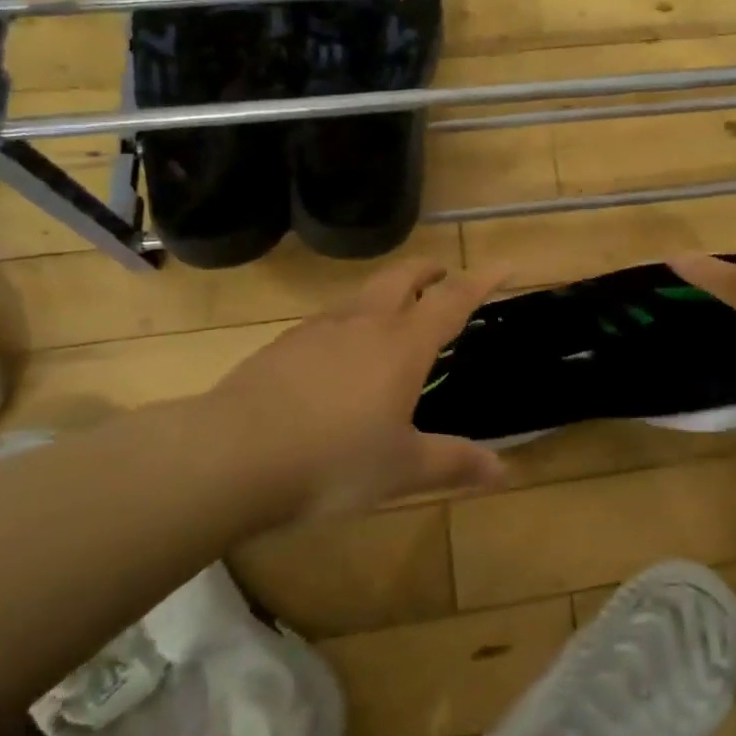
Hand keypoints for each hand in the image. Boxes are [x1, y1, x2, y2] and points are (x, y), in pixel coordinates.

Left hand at [210, 258, 512, 519]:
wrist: (232, 455)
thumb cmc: (333, 460)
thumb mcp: (401, 471)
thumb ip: (453, 464)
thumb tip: (503, 470)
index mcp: (403, 345)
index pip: (452, 300)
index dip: (481, 280)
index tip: (503, 264)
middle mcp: (365, 324)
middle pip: (402, 276)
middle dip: (428, 269)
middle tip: (442, 273)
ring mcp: (319, 329)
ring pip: (362, 294)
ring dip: (386, 291)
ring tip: (393, 312)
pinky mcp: (283, 345)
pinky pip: (327, 320)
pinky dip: (348, 321)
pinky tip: (337, 355)